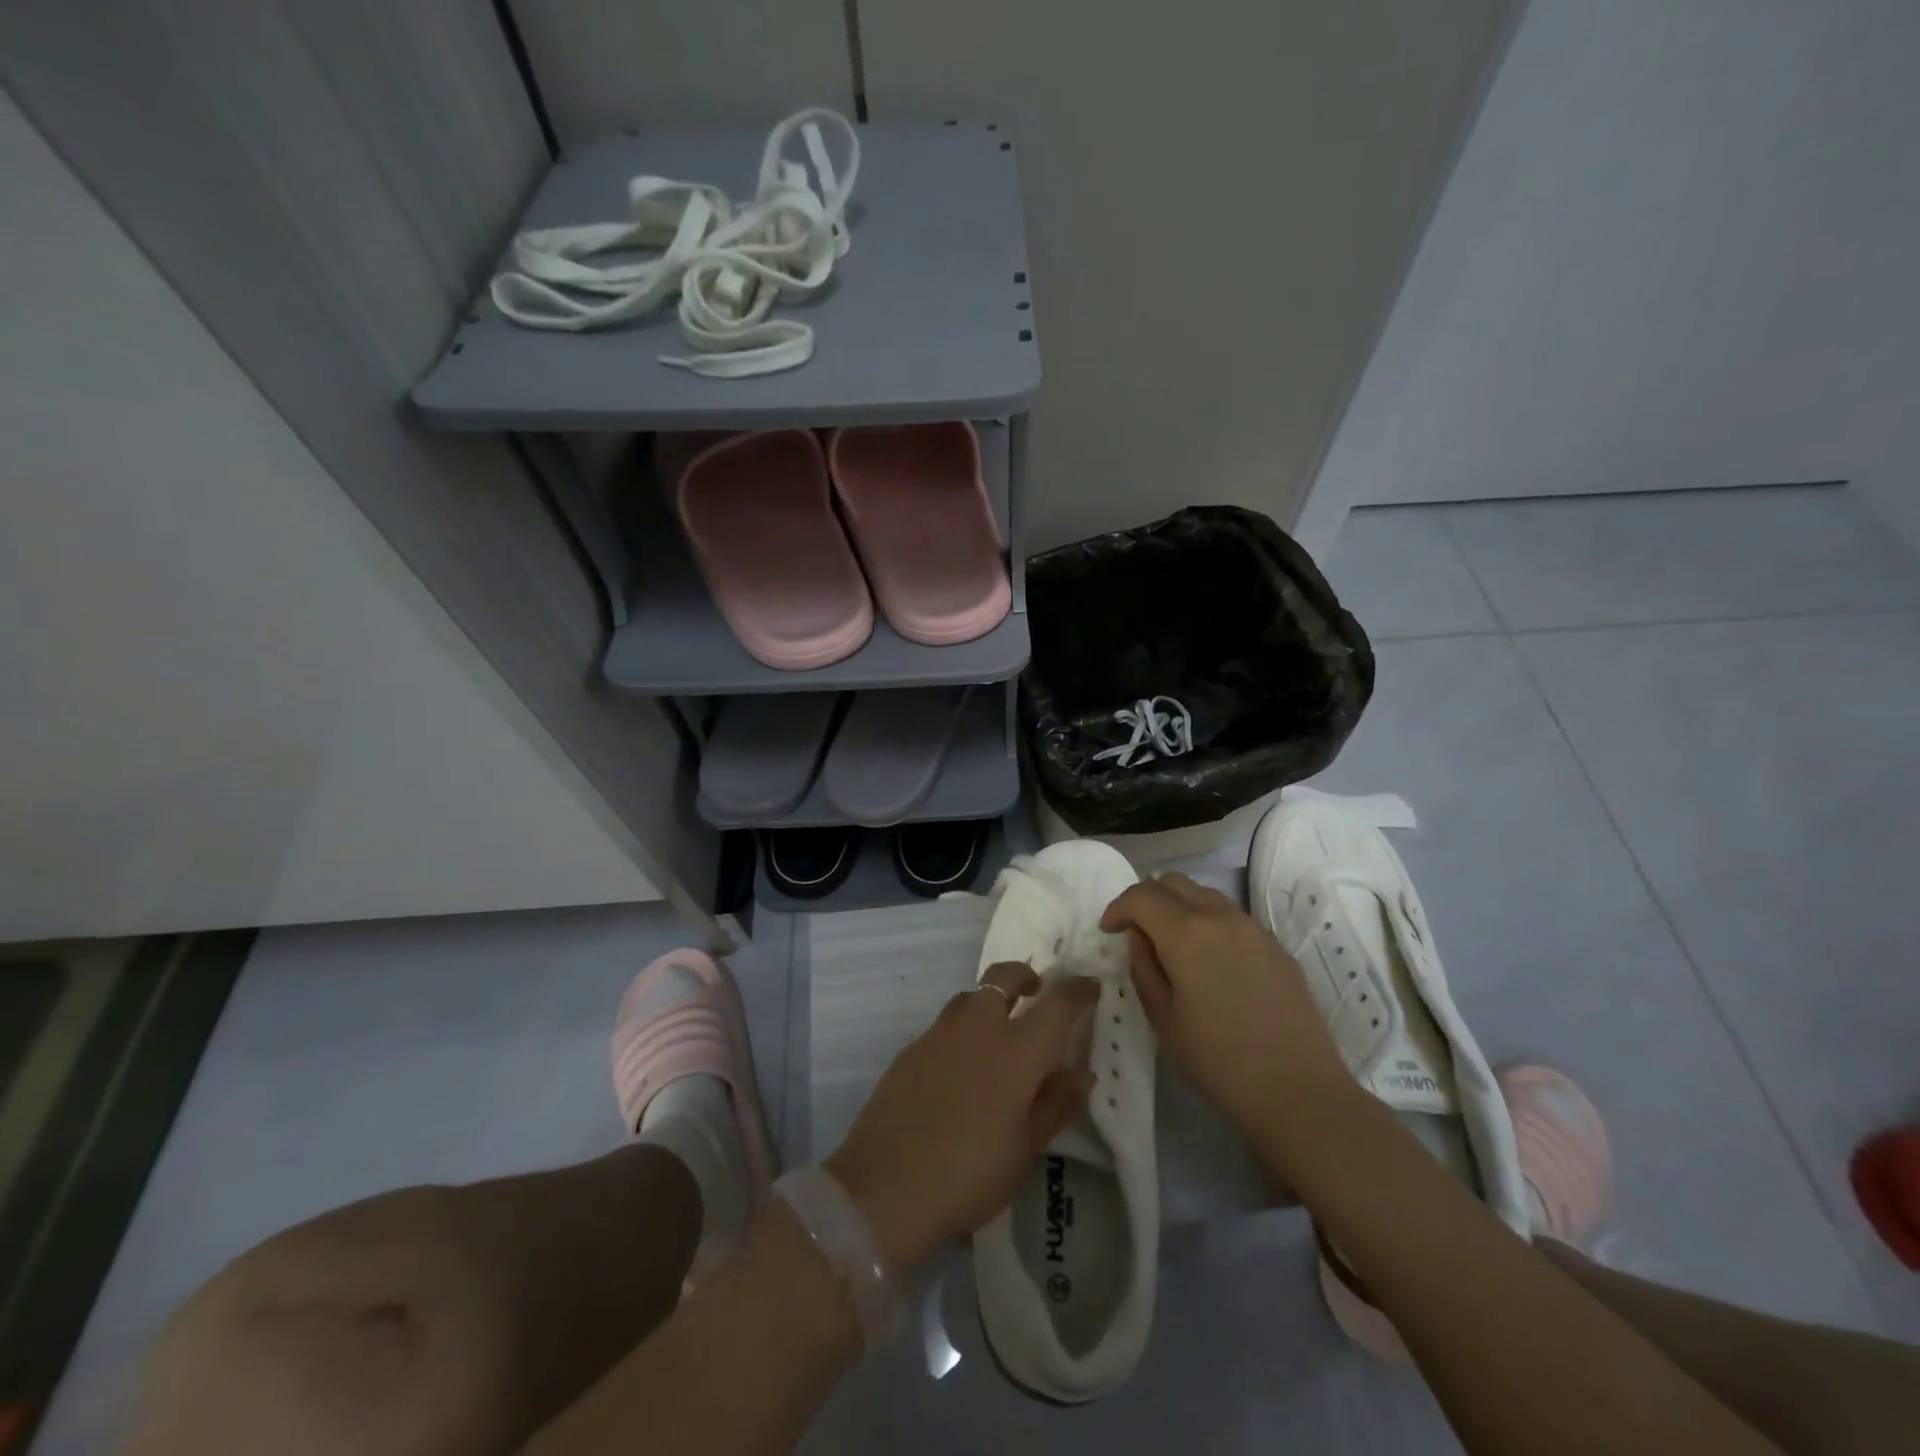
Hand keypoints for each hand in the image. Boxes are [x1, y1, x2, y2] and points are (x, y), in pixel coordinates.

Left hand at [823, 965, 1097, 1272]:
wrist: (886, 1186)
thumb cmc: (971, 1172)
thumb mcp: (1026, 1148)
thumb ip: (1056, 1103)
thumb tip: (1082, 1073)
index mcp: (1017, 1048)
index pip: (1056, 1003)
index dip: (1077, 991)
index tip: (1090, 987)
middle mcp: (979, 1025)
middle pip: (1004, 976)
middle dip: (1025, 976)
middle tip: (1036, 994)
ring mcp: (939, 1032)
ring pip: (971, 997)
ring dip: (990, 1001)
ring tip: (999, 1033)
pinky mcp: (911, 1048)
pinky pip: (945, 1025)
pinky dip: (962, 1031)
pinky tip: (960, 1066)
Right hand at [1101, 873, 1349, 1129]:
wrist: (1299, 1091)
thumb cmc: (1220, 1061)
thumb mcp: (1164, 1020)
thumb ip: (1144, 969)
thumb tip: (1140, 940)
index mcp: (1187, 934)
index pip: (1141, 896)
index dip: (1118, 908)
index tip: (1109, 931)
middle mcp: (1220, 917)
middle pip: (1173, 882)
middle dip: (1147, 899)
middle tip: (1137, 932)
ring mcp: (1253, 927)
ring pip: (1204, 894)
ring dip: (1178, 907)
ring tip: (1172, 945)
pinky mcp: (1275, 944)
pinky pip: (1231, 916)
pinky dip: (1208, 922)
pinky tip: (1208, 961)